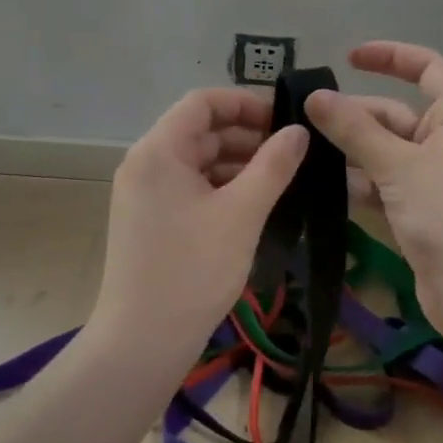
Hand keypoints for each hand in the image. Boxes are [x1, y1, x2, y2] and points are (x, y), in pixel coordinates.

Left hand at [93, 88, 308, 361]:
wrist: (143, 340)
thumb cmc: (194, 269)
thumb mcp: (242, 213)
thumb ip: (274, 166)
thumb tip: (299, 131)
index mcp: (159, 150)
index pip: (202, 102)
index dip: (246, 102)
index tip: (285, 119)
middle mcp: (144, 163)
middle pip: (199, 130)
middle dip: (246, 135)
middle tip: (292, 152)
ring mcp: (143, 193)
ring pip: (196, 161)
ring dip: (236, 162)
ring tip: (280, 179)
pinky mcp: (148, 219)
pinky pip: (188, 187)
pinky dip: (220, 187)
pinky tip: (253, 204)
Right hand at [305, 42, 442, 346]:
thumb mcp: (399, 166)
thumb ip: (354, 130)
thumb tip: (315, 96)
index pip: (428, 68)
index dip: (391, 56)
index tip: (348, 59)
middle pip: (396, 115)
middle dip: (355, 116)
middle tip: (303, 122)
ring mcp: (437, 182)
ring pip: (387, 154)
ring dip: (351, 153)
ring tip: (302, 153)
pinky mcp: (424, 216)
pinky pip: (387, 188)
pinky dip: (360, 185)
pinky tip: (324, 189)